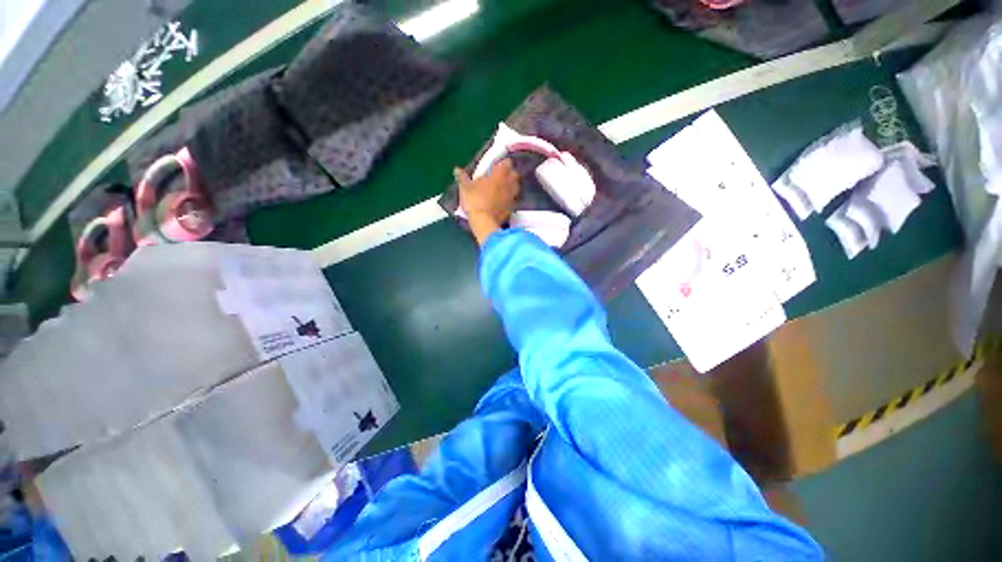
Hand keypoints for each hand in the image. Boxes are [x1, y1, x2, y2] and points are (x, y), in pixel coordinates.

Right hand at [454, 159, 519, 245]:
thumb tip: (457, 170)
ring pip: (516, 187)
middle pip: (514, 174)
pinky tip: (502, 202)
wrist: (484, 223)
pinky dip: (509, 199)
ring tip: (502, 189)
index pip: (507, 162)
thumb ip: (462, 177)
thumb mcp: (465, 188)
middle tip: (500, 177)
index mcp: (500, 173)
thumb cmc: (475, 200)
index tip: (496, 166)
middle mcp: (509, 183)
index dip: (502, 163)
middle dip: (509, 174)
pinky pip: (513, 200)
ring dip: (511, 186)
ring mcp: (513, 196)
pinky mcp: (512, 208)